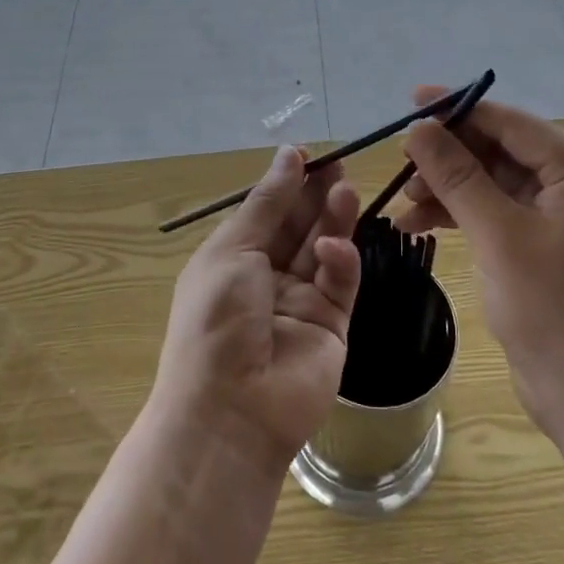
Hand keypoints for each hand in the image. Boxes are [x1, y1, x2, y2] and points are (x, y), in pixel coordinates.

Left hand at [151, 146, 361, 475]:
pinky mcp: (332, 323)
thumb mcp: (232, 249)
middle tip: (338, 164)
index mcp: (233, 257)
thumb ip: (268, 203)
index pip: (267, 211)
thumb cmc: (216, 319)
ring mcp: (301, 300)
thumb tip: (290, 154)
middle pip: (299, 225)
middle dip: (316, 194)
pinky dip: (340, 260)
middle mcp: (267, 276)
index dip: (286, 182)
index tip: (308, 154)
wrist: (232, 409)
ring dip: (334, 218)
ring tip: (346, 189)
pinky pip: (340, 282)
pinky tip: (332, 249)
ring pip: (324, 247)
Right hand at [396, 89, 563, 431]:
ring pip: (495, 182)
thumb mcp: (497, 234)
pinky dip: (461, 214)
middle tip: (402, 160)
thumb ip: (457, 174)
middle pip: (502, 151)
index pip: (513, 124)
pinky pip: (498, 211)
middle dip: (450, 156)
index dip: (460, 109)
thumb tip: (420, 127)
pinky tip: (419, 223)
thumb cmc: (550, 310)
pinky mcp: (546, 244)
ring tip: (404, 202)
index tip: (413, 100)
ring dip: (449, 188)